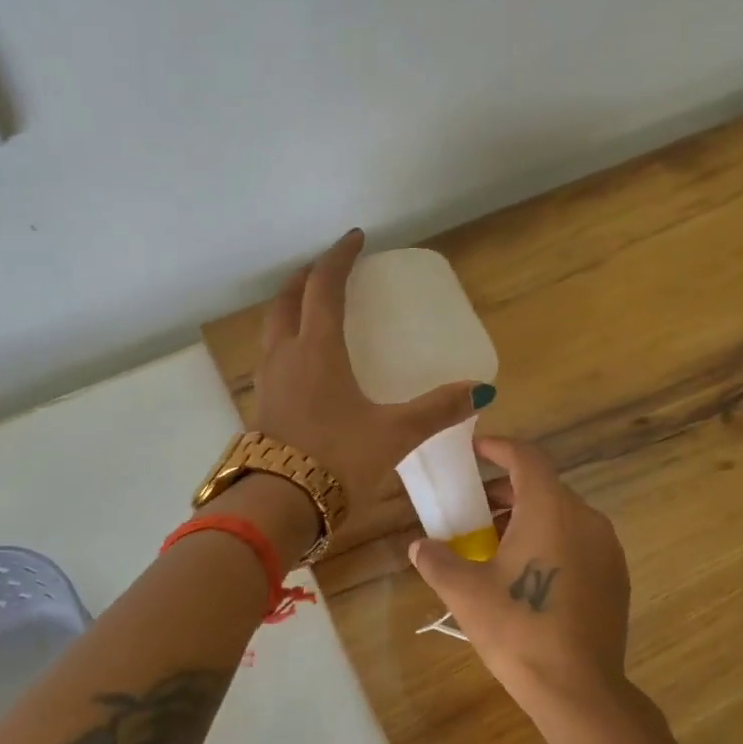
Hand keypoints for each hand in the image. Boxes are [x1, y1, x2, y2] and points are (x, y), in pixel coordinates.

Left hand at [253, 229, 479, 532]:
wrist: (279, 505)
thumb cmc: (336, 459)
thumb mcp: (394, 433)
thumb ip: (437, 410)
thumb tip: (480, 391)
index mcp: (316, 349)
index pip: (324, 286)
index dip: (339, 257)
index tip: (355, 238)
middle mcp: (285, 355)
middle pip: (287, 298)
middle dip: (307, 276)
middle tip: (330, 269)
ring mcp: (268, 380)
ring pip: (273, 326)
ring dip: (290, 307)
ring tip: (314, 309)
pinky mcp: (262, 405)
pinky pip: (272, 355)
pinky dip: (287, 339)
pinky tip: (306, 363)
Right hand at [408, 437, 633, 723]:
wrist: (578, 689)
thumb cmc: (517, 629)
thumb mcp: (464, 592)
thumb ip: (436, 560)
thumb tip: (419, 546)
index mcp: (550, 509)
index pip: (526, 457)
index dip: (498, 448)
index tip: (475, 451)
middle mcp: (585, 518)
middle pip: (543, 487)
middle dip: (506, 492)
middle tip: (474, 511)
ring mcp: (607, 548)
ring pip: (563, 516)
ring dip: (528, 519)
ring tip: (496, 547)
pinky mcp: (616, 577)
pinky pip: (579, 542)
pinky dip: (552, 542)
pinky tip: (529, 575)